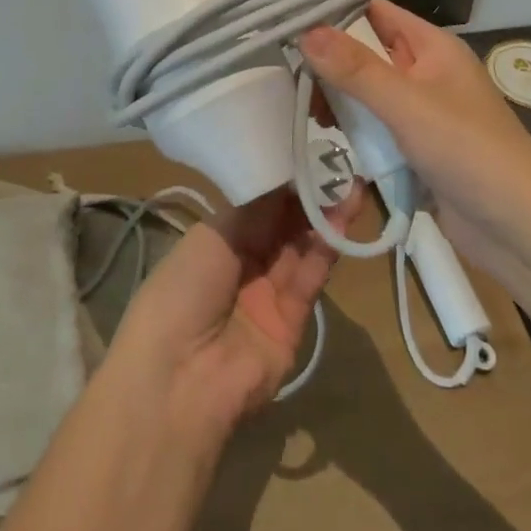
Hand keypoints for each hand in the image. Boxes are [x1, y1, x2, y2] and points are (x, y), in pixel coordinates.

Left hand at [111, 185, 360, 439]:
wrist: (180, 379)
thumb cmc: (182, 292)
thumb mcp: (212, 237)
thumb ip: (254, 209)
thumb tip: (283, 175)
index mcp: (217, 240)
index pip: (258, 203)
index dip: (283, 180)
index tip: (309, 151)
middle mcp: (245, 263)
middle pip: (284, 224)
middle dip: (310, 195)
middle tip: (340, 164)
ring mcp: (270, 293)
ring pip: (303, 247)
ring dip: (326, 218)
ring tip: (351, 185)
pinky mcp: (294, 321)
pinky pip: (311, 277)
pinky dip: (327, 250)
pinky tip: (343, 220)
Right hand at [300, 0, 530, 302]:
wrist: (521, 230)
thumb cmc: (469, 152)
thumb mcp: (407, 104)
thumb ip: (356, 69)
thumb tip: (305, 31)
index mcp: (432, 47)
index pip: (374, 11)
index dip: (333, 9)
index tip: (286, 16)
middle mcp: (425, 72)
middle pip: (365, 52)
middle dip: (329, 61)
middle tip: (287, 73)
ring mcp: (421, 112)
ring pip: (366, 93)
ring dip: (339, 99)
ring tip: (304, 109)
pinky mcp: (416, 148)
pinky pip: (375, 128)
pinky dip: (353, 130)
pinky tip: (328, 137)